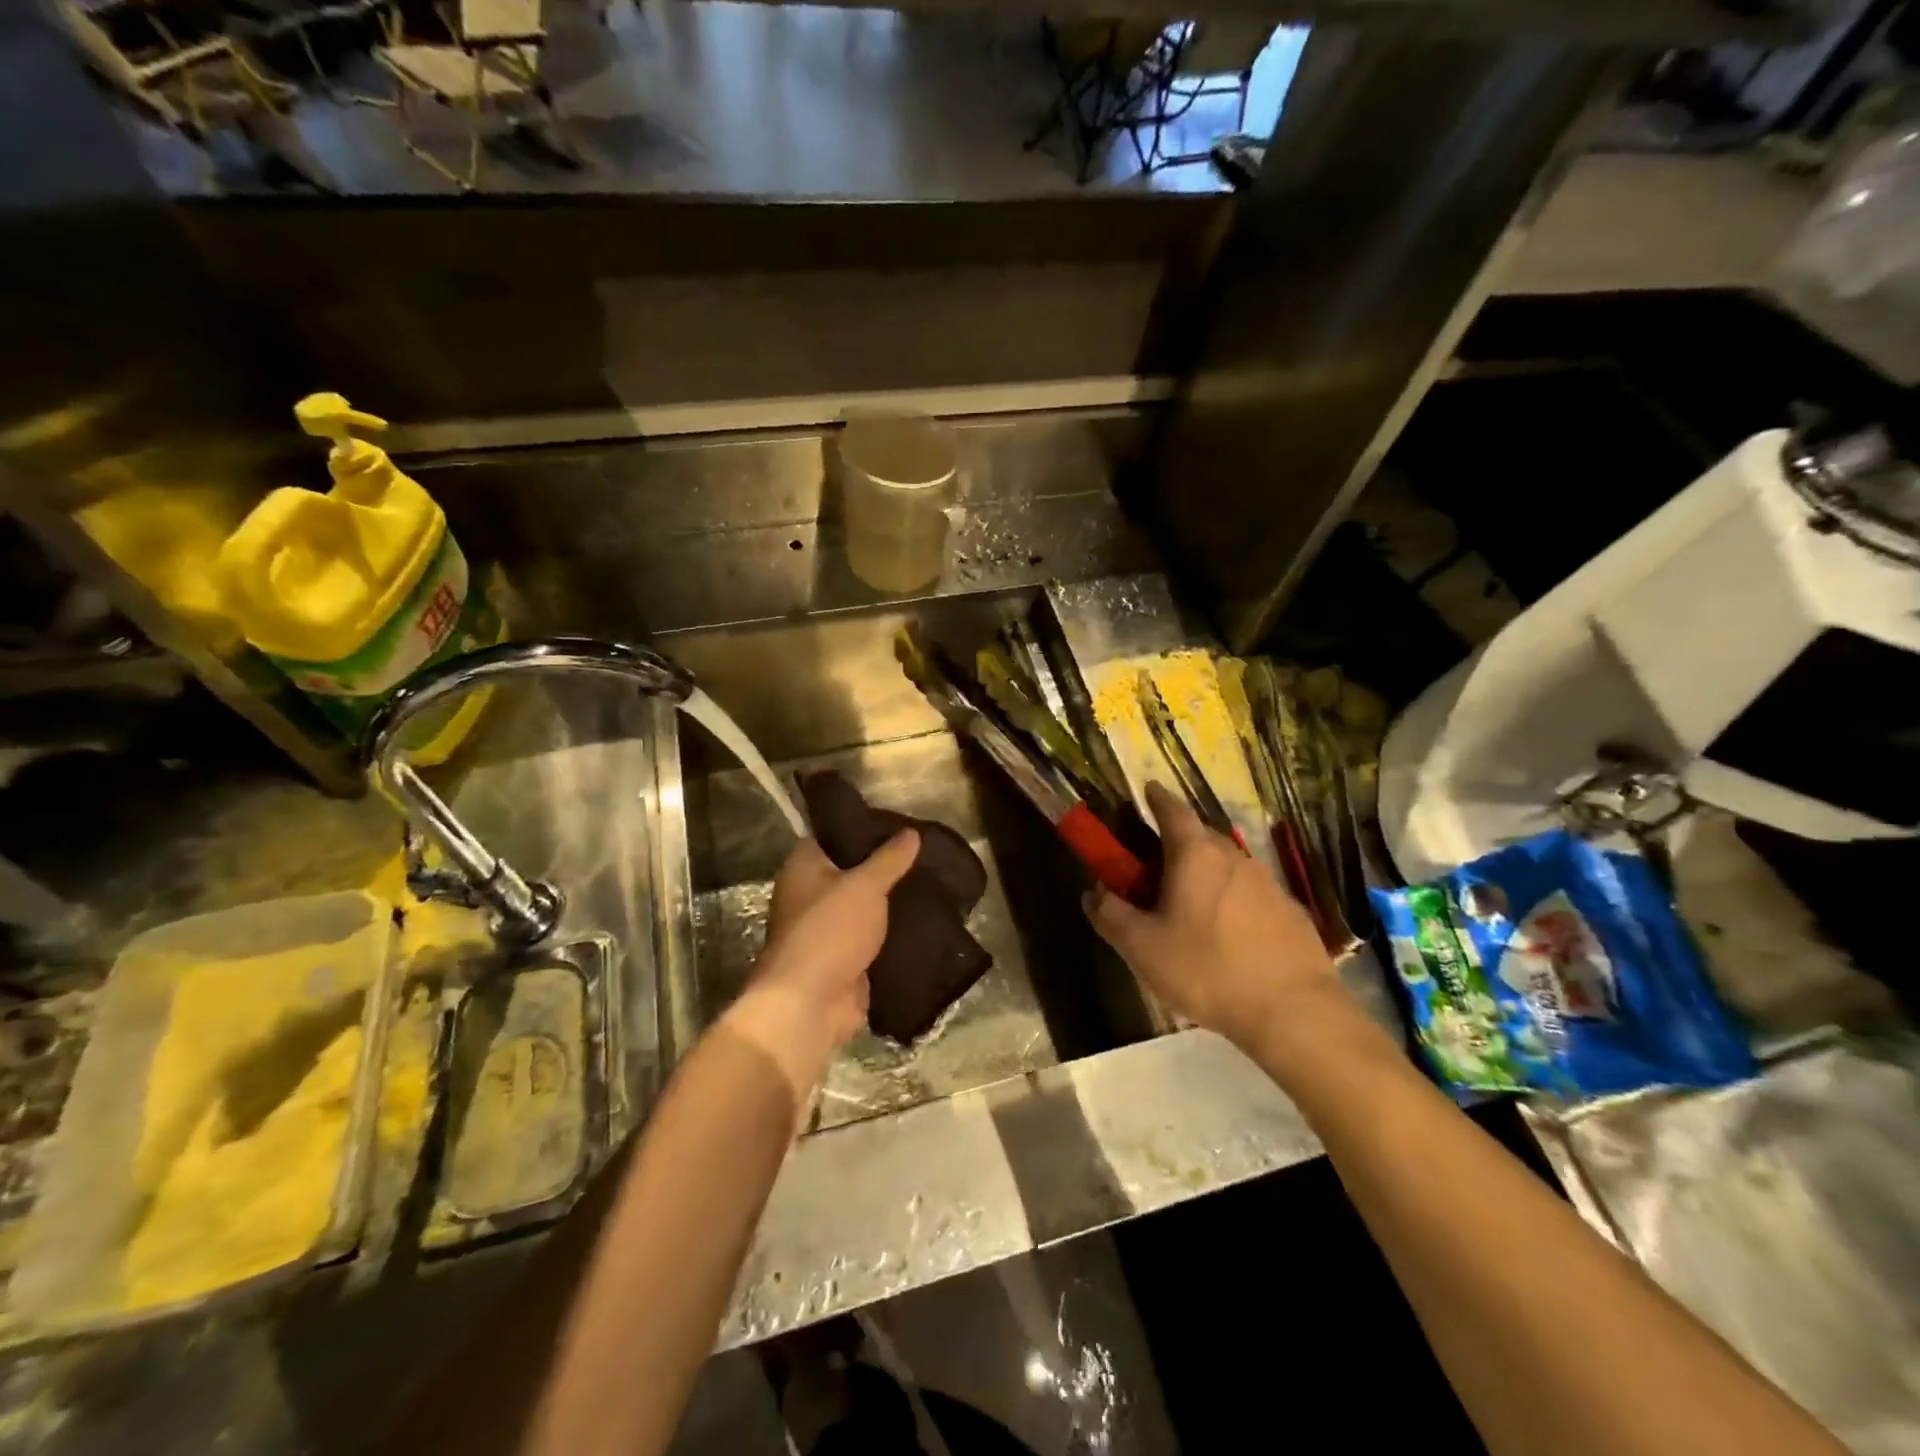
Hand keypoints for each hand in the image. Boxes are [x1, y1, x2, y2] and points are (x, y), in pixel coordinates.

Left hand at [723, 831, 918, 1101]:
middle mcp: (811, 894)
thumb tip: (911, 832)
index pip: (834, 834)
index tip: (900, 822)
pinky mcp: (845, 957)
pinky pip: (874, 935)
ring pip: (866, 904)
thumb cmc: (829, 932)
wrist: (810, 1005)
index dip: (865, 826)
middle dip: (886, 865)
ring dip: (892, 900)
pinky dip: (894, 930)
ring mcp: (827, 928)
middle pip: (852, 870)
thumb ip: (889, 859)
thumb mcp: (864, 886)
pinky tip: (927, 918)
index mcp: (804, 867)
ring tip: (934, 881)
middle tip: (925, 851)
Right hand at [1086, 782, 1347, 1063]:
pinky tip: (1226, 933)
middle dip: (1177, 841)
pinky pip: (1249, 892)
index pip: (1172, 810)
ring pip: (1227, 865)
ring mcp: (1267, 882)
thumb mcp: (1142, 948)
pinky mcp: (1290, 911)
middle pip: (1200, 836)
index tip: (1147, 790)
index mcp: (1195, 854)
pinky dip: (1231, 899)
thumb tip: (1092, 893)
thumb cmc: (1208, 969)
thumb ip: (1111, 916)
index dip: (1156, 798)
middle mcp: (1233, 856)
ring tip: (1188, 902)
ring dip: (1205, 872)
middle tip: (1155, 863)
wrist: (1293, 1010)